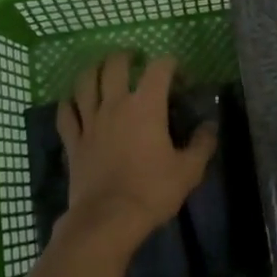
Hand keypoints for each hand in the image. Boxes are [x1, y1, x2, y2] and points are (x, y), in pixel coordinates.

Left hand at [56, 52, 215, 258]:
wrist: (108, 219)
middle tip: (135, 60)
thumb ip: (202, 144)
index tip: (180, 78)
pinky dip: (70, 102)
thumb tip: (210, 126)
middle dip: (126, 57)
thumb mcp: (189, 170)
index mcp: (146, 106)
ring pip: (85, 82)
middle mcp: (115, 104)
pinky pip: (66, 113)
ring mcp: (90, 122)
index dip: (171, 65)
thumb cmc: (152, 190)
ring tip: (102, 69)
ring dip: (94, 70)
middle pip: (115, 65)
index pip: (159, 68)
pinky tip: (74, 101)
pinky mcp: (73, 141)